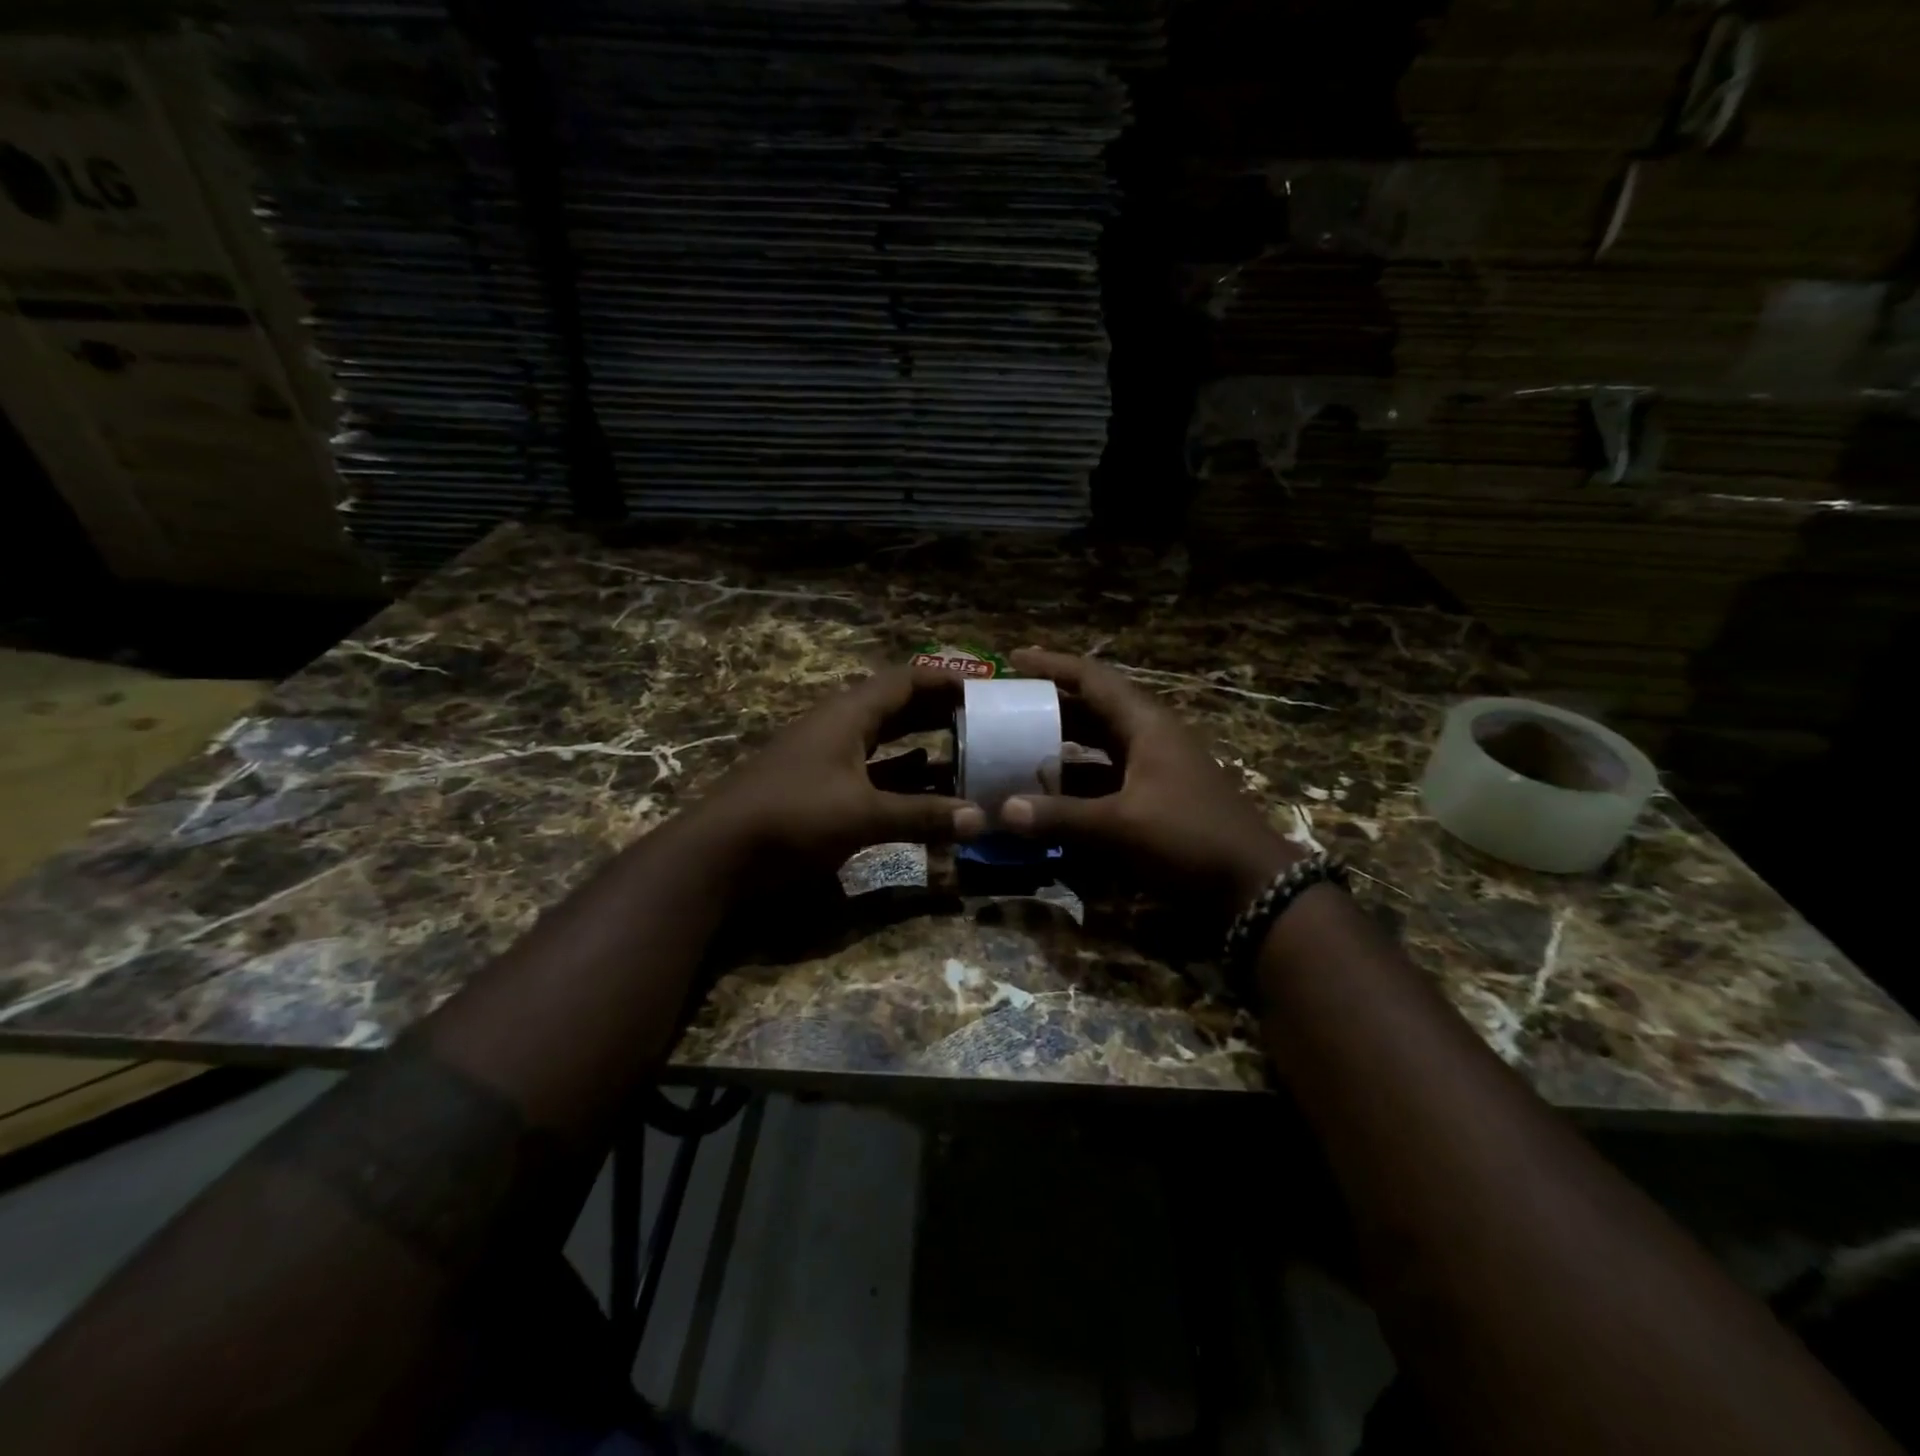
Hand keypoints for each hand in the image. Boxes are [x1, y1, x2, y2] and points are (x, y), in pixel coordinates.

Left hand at [694, 665, 978, 876]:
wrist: (720, 853)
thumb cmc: (793, 817)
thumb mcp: (863, 815)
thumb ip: (923, 816)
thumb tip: (980, 818)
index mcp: (848, 715)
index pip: (905, 681)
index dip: (944, 681)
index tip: (984, 690)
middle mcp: (839, 728)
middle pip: (896, 707)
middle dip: (938, 712)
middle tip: (983, 721)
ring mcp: (828, 759)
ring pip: (885, 742)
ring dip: (923, 746)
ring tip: (965, 754)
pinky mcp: (821, 789)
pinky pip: (872, 773)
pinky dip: (901, 776)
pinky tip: (926, 788)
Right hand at [1000, 649, 1301, 906]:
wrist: (1254, 885)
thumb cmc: (1190, 838)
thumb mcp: (1121, 826)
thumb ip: (1061, 816)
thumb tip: (1003, 811)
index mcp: (1146, 724)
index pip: (1093, 679)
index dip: (1053, 666)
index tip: (1014, 660)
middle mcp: (1150, 737)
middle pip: (1093, 709)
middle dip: (1051, 707)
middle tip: (1007, 708)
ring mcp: (1156, 768)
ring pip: (1099, 746)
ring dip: (1062, 746)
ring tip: (1017, 748)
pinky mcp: (1157, 798)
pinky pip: (1107, 777)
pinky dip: (1078, 781)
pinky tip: (1050, 794)